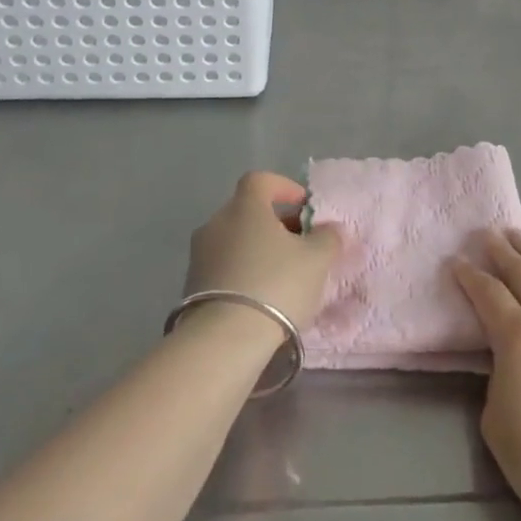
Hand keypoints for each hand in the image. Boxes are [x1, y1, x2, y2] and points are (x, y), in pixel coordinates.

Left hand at [184, 172, 340, 331]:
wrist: (224, 340)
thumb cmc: (276, 285)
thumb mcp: (317, 259)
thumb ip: (327, 237)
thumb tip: (329, 228)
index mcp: (244, 207)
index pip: (261, 180)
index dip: (284, 188)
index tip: (304, 207)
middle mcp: (216, 223)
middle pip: (248, 211)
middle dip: (276, 223)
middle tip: (301, 245)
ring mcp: (199, 255)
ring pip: (235, 240)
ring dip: (259, 250)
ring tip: (283, 275)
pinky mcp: (191, 286)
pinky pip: (224, 266)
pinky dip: (243, 272)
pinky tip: (261, 296)